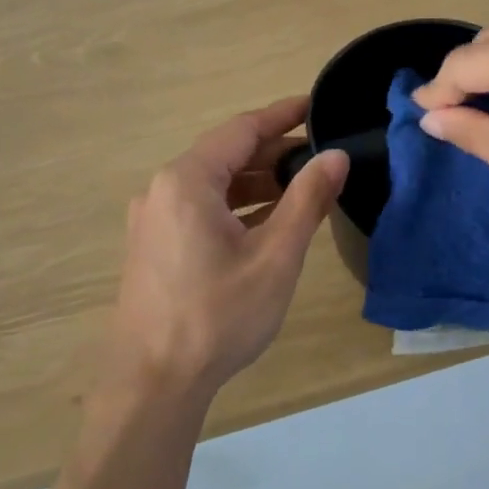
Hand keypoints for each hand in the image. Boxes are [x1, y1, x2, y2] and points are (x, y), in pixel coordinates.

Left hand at [111, 96, 347, 392]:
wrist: (154, 383)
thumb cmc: (218, 315)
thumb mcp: (275, 256)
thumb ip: (307, 200)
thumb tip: (335, 157)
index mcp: (187, 181)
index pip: (241, 130)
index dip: (282, 116)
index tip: (316, 106)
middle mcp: (162, 190)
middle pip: (225, 155)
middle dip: (273, 153)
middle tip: (320, 156)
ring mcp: (153, 220)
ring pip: (213, 186)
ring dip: (256, 183)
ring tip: (302, 188)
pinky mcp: (153, 247)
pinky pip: (200, 210)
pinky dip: (236, 208)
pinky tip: (268, 222)